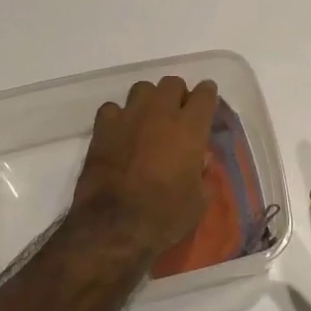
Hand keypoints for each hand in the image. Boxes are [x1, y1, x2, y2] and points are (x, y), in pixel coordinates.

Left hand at [71, 76, 218, 259]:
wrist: (115, 227)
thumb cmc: (165, 216)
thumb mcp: (199, 200)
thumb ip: (202, 173)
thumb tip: (200, 161)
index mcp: (190, 127)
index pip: (205, 93)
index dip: (207, 96)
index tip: (207, 103)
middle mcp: (160, 113)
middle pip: (172, 83)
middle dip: (178, 95)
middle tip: (178, 115)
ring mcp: (128, 117)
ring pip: (142, 88)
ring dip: (149, 100)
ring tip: (148, 120)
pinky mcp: (102, 128)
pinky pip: (112, 108)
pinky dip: (119, 117)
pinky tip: (120, 133)